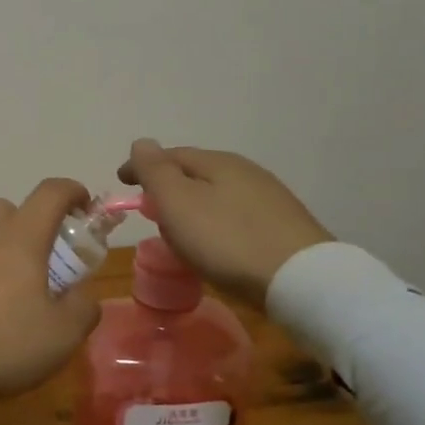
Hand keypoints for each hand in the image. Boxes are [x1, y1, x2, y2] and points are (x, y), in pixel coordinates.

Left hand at [0, 179, 102, 424]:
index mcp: (20, 239)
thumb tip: (80, 294)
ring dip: (2, 250)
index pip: (50, 194)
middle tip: (46, 260)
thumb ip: (82, 308)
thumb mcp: (62, 336)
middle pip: (9, 208)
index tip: (85, 207)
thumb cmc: (0, 344)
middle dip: (32, 223)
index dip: (72, 192)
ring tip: (13, 293)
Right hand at [118, 139, 331, 305]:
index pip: (169, 155)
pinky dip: (217, 223)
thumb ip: (154, 170)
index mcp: (217, 162)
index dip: (141, 167)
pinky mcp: (285, 226)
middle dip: (169, 186)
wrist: (302, 281)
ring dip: (194, 206)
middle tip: (150, 210)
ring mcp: (270, 198)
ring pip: (218, 194)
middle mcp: (246, 171)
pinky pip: (237, 216)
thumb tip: (141, 142)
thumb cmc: (227, 240)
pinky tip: (217, 244)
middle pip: (195, 173)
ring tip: (180, 231)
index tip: (122, 182)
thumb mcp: (177, 202)